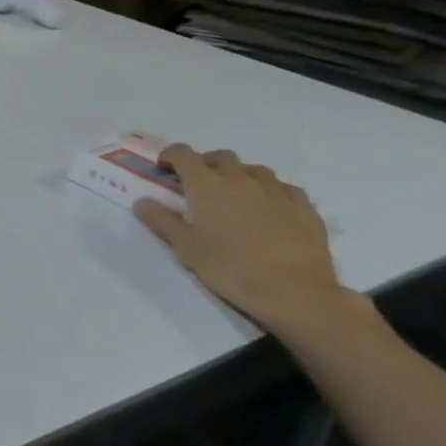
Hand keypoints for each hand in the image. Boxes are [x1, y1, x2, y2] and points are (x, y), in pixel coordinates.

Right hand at [134, 145, 377, 343]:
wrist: (294, 292)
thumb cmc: (230, 268)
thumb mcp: (185, 247)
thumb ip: (161, 220)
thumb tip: (142, 201)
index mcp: (206, 184)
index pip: (183, 153)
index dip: (170, 156)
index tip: (164, 169)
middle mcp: (240, 178)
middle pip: (220, 157)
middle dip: (205, 164)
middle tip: (199, 186)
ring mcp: (276, 190)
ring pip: (253, 170)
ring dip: (239, 176)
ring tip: (235, 197)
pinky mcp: (303, 206)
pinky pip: (283, 188)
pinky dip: (270, 191)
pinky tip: (269, 209)